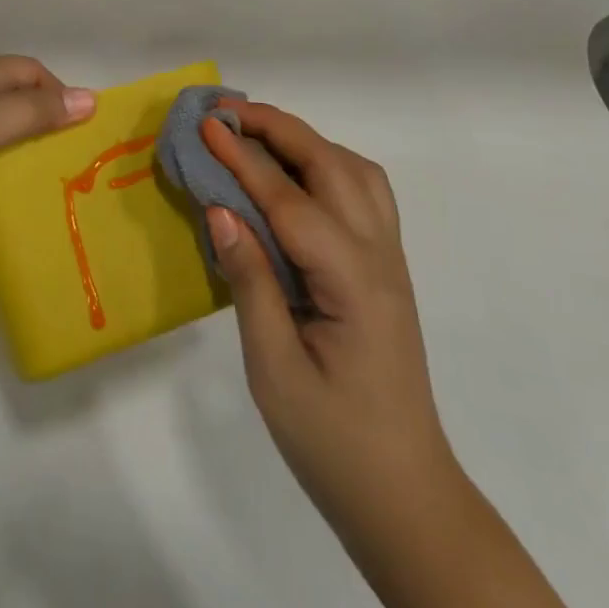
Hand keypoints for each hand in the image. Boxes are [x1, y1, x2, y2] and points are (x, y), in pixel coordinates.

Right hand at [202, 103, 451, 510]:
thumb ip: (250, 281)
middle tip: (224, 113)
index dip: (243, 158)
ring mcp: (389, 258)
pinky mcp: (385, 266)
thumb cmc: (331, 441)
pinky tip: (295, 175)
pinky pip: (363, 191)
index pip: (289, 199)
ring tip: (255, 134)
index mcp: (353, 283)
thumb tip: (219, 209)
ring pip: (354, 170)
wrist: (402, 495)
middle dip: (277, 128)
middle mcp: (379, 256)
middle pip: (331, 165)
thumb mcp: (275, 369)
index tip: (205, 125)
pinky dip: (327, 162)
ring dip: (305, 139)